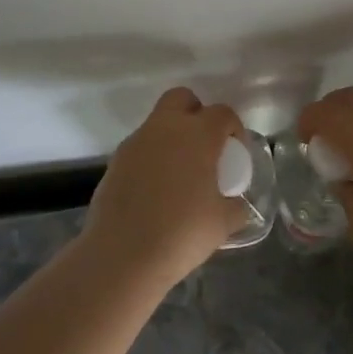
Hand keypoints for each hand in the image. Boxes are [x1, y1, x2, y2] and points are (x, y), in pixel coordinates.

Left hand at [82, 87, 252, 288]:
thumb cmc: (182, 234)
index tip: (236, 151)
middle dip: (196, 113)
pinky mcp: (115, 161)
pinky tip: (155, 190)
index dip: (234, 128)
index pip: (222, 113)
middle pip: (182, 98)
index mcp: (198, 135)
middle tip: (205, 146)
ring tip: (180, 174)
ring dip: (171, 137)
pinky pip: (140, 148)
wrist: (122, 255)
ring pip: (157, 123)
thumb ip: (236, 207)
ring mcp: (135, 142)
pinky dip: (151, 158)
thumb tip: (237, 204)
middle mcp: (165, 128)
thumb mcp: (223, 223)